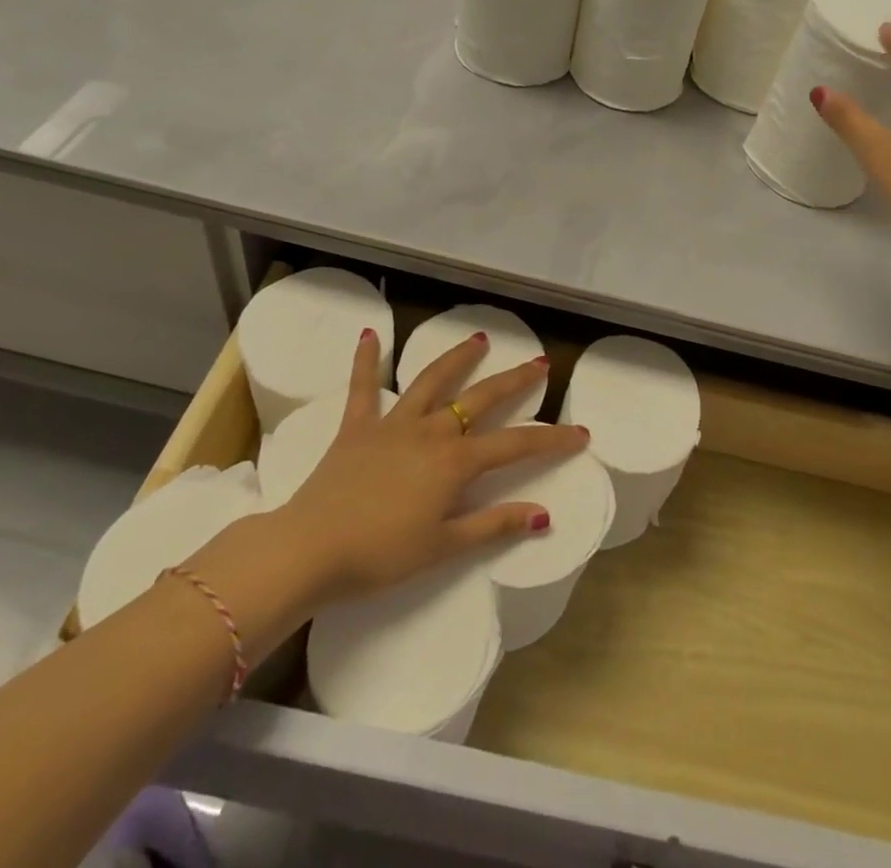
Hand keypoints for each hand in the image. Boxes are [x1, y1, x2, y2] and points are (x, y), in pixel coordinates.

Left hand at [289, 328, 584, 600]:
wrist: (309, 549)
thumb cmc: (379, 555)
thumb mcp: (443, 547)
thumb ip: (494, 526)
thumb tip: (543, 514)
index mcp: (455, 462)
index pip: (516, 445)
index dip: (552, 439)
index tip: (581, 433)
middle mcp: (431, 432)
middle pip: (481, 399)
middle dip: (514, 380)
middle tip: (539, 364)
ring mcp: (393, 424)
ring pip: (432, 381)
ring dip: (457, 358)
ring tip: (478, 340)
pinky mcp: (356, 427)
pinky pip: (362, 387)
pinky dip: (365, 360)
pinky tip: (368, 335)